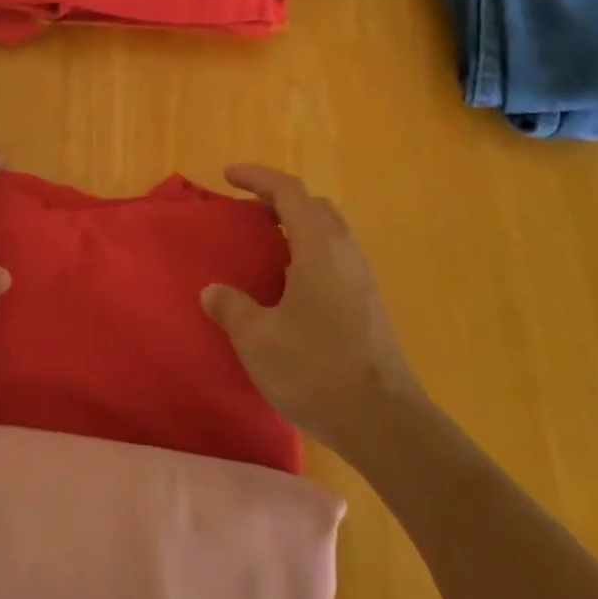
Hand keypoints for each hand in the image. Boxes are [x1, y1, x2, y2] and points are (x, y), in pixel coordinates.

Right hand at [202, 165, 421, 452]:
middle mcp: (345, 254)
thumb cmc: (316, 370)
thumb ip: (231, 308)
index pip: (289, 191)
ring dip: (298, 227)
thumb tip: (213, 292)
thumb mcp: (258, 339)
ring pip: (330, 233)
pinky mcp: (370, 306)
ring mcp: (363, 280)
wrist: (384, 422)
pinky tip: (290, 288)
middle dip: (280, 200)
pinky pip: (336, 259)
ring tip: (266, 248)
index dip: (257, 177)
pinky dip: (310, 253)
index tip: (228, 175)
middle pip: (314, 206)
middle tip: (248, 213)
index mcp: (318, 248)